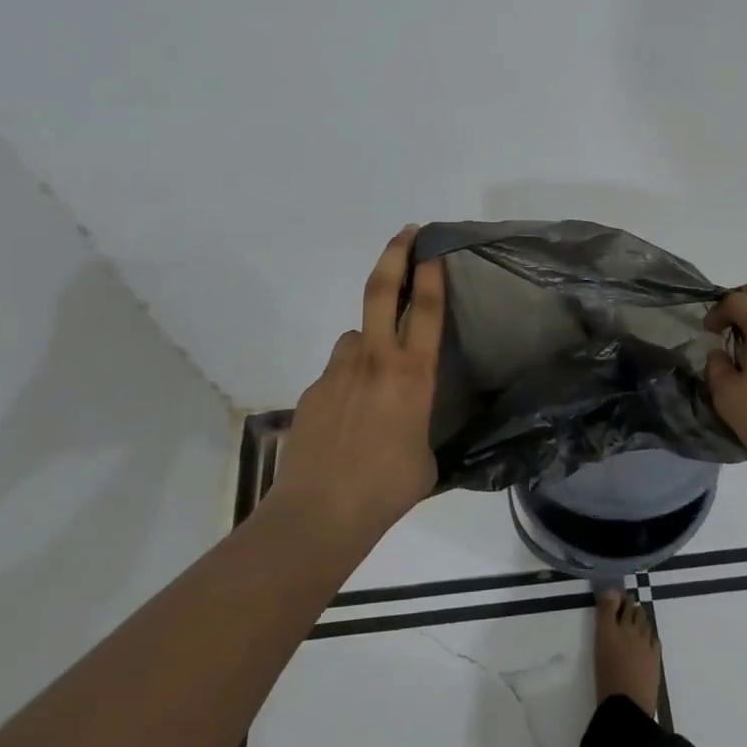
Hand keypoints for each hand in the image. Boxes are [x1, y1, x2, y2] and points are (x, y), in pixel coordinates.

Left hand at [265, 226, 445, 545]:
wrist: (319, 513)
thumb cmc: (386, 489)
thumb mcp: (426, 459)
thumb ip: (422, 428)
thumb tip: (412, 424)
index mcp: (412, 374)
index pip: (426, 308)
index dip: (432, 271)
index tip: (433, 246)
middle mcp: (375, 360)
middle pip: (382, 290)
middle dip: (395, 254)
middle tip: (406, 233)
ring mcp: (338, 371)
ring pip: (355, 337)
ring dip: (366, 344)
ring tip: (372, 382)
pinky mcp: (313, 390)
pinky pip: (336, 373)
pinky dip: (346, 382)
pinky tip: (345, 420)